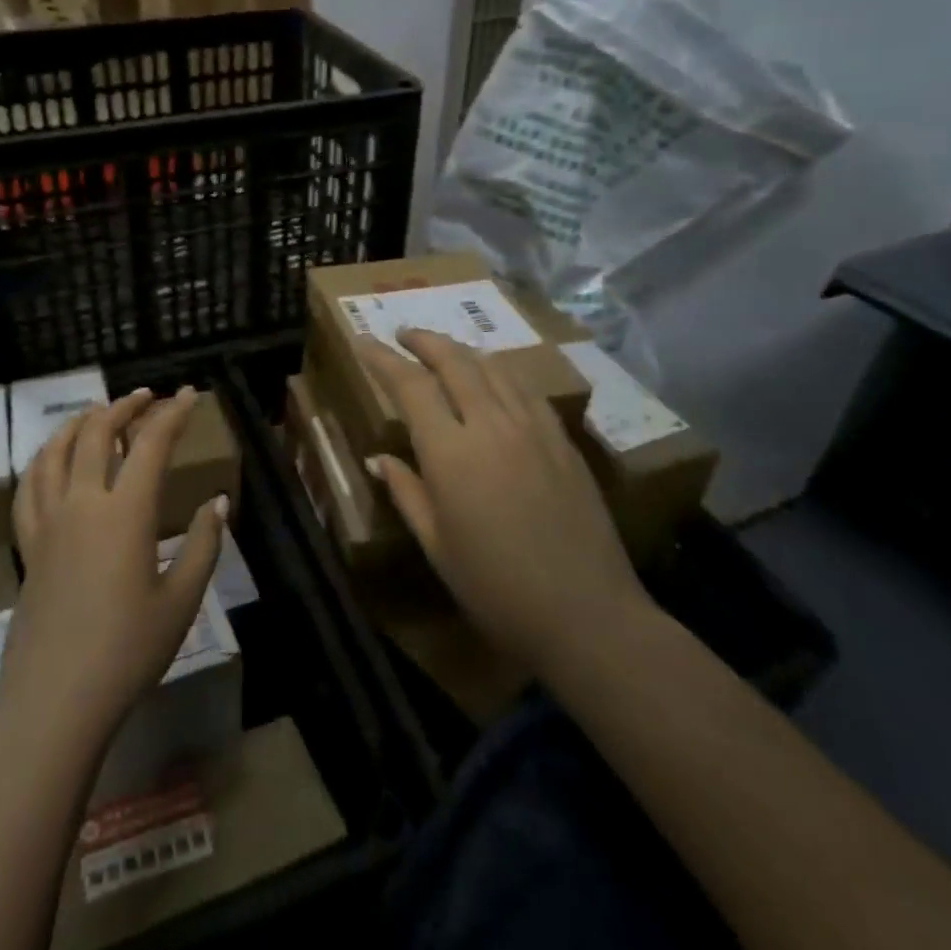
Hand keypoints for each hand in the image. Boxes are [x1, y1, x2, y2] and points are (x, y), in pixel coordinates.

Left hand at [0, 387, 226, 751]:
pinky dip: (42, 460)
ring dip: (78, 423)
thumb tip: (217, 502)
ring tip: (97, 413)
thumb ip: (202, 545)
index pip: (151, 444)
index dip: (172, 414)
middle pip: (96, 434)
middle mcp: (82, 504)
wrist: (55, 700)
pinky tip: (50, 459)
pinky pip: (28, 488)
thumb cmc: (127, 652)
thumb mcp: (181, 601)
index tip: (188, 394)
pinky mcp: (28, 546)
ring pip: (55, 452)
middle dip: (123, 407)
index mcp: (125, 513)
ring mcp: (49, 523)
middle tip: (145, 397)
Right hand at [358, 330, 647, 673]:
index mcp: (451, 454)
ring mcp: (532, 429)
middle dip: (424, 340)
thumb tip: (378, 458)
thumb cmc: (496, 589)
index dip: (383, 358)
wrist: (586, 615)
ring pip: (492, 368)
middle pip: (454, 362)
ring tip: (444, 351)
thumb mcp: (437, 546)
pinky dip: (500, 372)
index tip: (363, 341)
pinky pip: (525, 389)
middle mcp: (491, 426)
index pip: (410, 386)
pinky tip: (494, 379)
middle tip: (403, 334)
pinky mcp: (562, 439)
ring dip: (462, 351)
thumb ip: (406, 492)